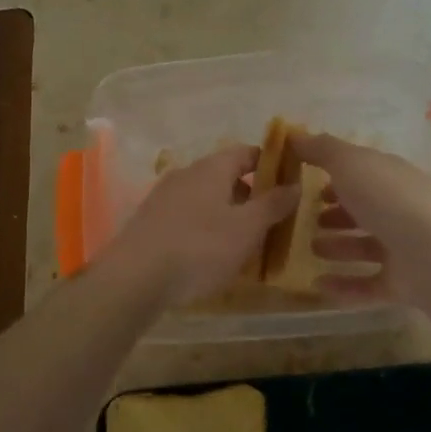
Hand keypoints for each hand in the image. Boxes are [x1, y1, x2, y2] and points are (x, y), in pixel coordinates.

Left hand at [94, 145, 299, 307]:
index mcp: (212, 168)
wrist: (134, 278)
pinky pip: (187, 216)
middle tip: (270, 222)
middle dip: (250, 195)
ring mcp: (164, 197)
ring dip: (227, 214)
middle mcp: (186, 174)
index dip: (270, 165)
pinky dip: (205, 228)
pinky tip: (210, 255)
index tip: (289, 185)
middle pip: (226, 175)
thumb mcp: (247, 228)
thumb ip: (273, 204)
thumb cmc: (199, 248)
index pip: (247, 152)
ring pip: (206, 198)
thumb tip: (296, 185)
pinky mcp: (150, 221)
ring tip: (243, 243)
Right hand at [289, 131, 430, 305]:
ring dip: (339, 247)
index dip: (336, 175)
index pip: (363, 173)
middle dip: (337, 214)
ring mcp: (405, 248)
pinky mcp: (403, 283)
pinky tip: (318, 285)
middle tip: (307, 220)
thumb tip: (294, 135)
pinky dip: (344, 285)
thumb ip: (322, 149)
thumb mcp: (350, 163)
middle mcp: (401, 209)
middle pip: (366, 209)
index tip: (306, 182)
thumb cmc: (388, 199)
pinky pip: (369, 284)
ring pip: (367, 246)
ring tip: (311, 250)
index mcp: (392, 177)